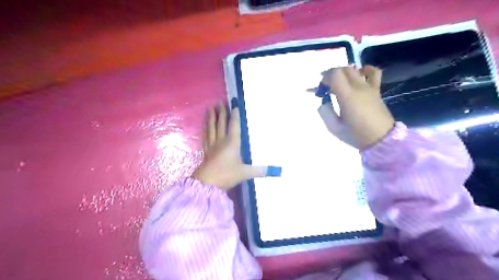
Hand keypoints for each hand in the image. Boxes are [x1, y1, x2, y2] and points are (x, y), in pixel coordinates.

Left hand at [192, 101, 271, 189]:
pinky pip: (206, 136)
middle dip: (221, 113)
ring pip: (211, 128)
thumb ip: (259, 171)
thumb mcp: (245, 173)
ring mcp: (212, 145)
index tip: (234, 106)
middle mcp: (221, 141)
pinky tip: (205, 126)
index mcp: (232, 143)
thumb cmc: (226, 175)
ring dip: (211, 118)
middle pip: (221, 124)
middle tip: (219, 102)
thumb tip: (275, 170)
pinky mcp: (206, 151)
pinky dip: (206, 129)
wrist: (207, 183)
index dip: (235, 116)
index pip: (234, 126)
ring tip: (210, 108)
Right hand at [317, 65, 395, 149]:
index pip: (335, 75)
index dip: (325, 78)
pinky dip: (365, 69)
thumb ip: (325, 112)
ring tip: (339, 81)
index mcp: (347, 96)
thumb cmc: (356, 135)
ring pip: (355, 69)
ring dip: (344, 72)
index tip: (322, 90)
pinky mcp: (376, 90)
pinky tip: (360, 74)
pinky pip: (374, 73)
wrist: (381, 139)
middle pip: (344, 69)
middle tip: (327, 87)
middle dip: (331, 74)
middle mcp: (359, 87)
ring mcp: (369, 87)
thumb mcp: (334, 128)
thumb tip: (324, 101)